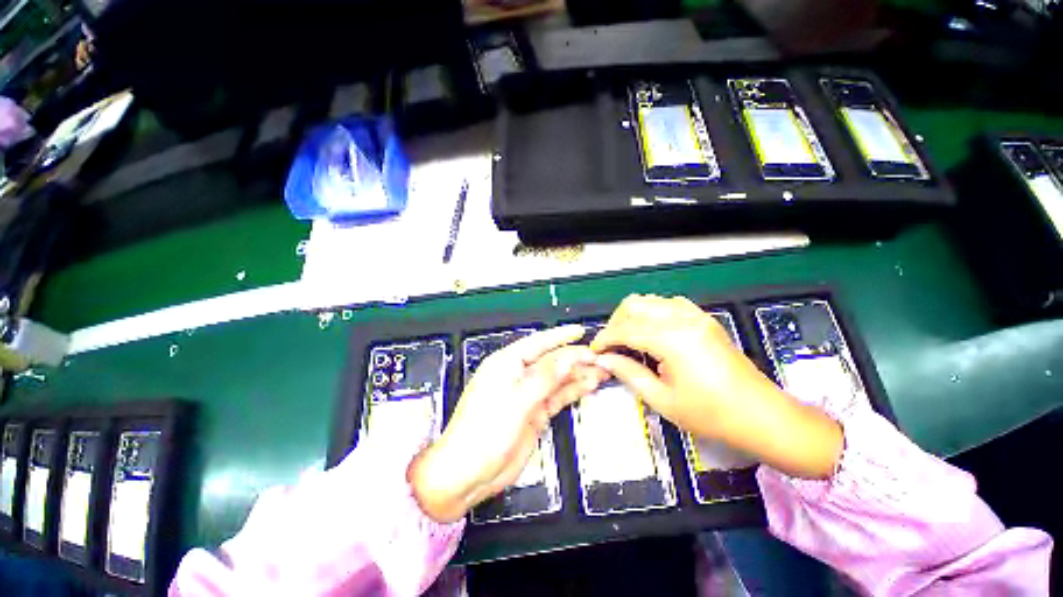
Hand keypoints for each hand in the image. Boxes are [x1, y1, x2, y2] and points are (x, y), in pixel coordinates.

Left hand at [409, 326, 604, 522]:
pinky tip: (588, 385)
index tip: (579, 332)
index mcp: (506, 364)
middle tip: (599, 358)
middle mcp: (518, 375)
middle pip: (552, 361)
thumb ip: (543, 379)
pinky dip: (573, 390)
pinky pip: (558, 396)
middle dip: (575, 358)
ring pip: (558, 379)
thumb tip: (566, 358)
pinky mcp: (535, 412)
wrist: (469, 473)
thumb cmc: (482, 432)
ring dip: (579, 374)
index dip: (560, 336)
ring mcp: (528, 395)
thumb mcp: (515, 401)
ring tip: (601, 371)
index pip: (538, 343)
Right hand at [591, 294, 842, 478]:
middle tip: (611, 345)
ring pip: (650, 301)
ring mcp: (696, 315)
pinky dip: (652, 314)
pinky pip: (668, 304)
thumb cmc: (711, 414)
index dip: (605, 339)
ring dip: (633, 316)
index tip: (594, 351)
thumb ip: (628, 373)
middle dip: (616, 322)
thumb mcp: (662, 399)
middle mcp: (682, 318)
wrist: (762, 416)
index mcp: (672, 339)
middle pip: (635, 305)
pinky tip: (651, 333)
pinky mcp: (704, 319)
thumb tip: (603, 360)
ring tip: (628, 339)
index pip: (625, 329)